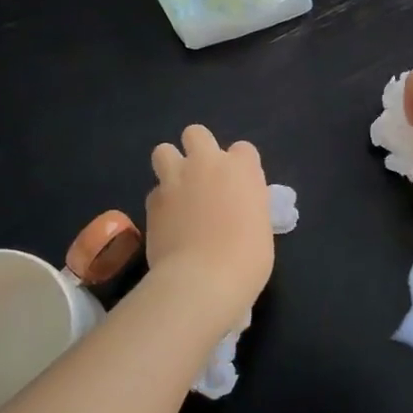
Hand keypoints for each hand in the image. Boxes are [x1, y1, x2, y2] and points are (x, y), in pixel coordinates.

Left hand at [146, 125, 274, 320]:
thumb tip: (237, 209)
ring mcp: (175, 179)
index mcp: (241, 168)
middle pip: (196, 133)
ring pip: (164, 151)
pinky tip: (167, 221)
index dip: (240, 166)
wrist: (203, 279)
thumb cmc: (247, 258)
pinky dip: (161, 201)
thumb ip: (247, 206)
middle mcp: (207, 164)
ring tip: (178, 190)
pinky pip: (155, 191)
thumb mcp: (260, 226)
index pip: (243, 149)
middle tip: (203, 177)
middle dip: (198, 148)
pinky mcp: (152, 201)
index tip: (240, 187)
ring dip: (170, 165)